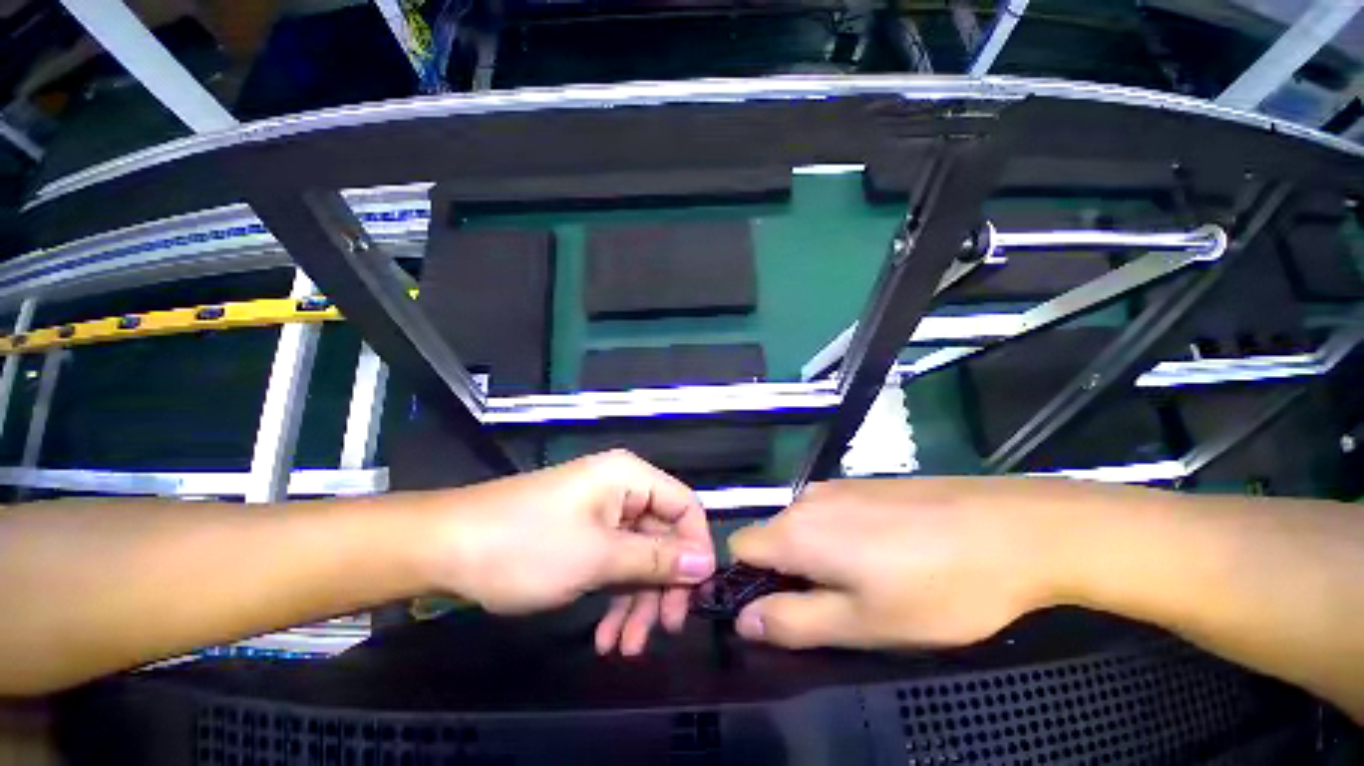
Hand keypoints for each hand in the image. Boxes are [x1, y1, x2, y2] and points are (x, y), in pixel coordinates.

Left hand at [427, 450, 714, 655]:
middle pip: (662, 536)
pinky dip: (613, 597)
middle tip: (663, 631)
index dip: (695, 548)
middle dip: (661, 586)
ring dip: (636, 601)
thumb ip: (656, 560)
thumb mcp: (598, 557)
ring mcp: (601, 513)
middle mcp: (621, 489)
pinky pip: (612, 563)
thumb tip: (705, 563)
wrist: (445, 549)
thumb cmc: (526, 545)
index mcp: (630, 477)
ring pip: (637, 556)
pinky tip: (604, 636)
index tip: (696, 594)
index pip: (684, 506)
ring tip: (625, 648)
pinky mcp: (582, 534)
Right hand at [726, 478, 1095, 649]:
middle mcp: (806, 500)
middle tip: (839, 608)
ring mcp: (836, 487)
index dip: (747, 582)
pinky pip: (831, 514)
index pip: (738, 548)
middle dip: (789, 574)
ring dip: (817, 556)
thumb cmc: (937, 588)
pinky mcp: (863, 483)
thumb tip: (745, 621)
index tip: (780, 611)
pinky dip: (840, 537)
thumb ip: (794, 622)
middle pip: (772, 539)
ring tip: (869, 583)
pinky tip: (889, 553)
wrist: (1009, 529)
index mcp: (795, 532)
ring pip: (803, 526)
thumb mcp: (863, 624)